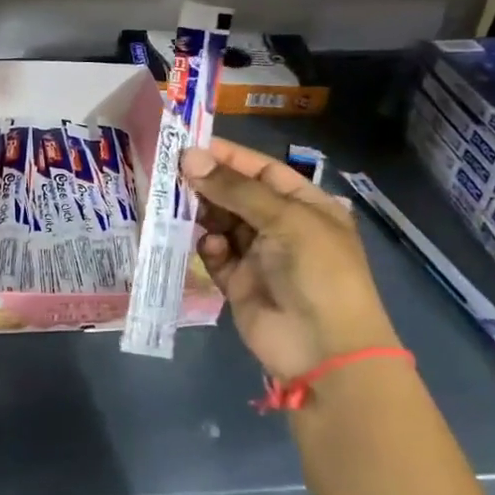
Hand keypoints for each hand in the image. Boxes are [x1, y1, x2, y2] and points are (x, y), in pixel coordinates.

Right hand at [183, 139, 398, 380]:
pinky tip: (210, 246)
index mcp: (305, 205)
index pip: (261, 170)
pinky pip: (215, 254)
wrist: (324, 350)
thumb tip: (189, 157)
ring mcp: (259, 255)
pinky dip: (209, 247)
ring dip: (201, 213)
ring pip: (220, 222)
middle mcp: (281, 226)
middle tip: (170, 172)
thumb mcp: (284, 220)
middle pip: (236, 195)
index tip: (188, 145)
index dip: (228, 156)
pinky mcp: (238, 282)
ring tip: (175, 202)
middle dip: (207, 183)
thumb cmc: (317, 271)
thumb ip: (235, 188)